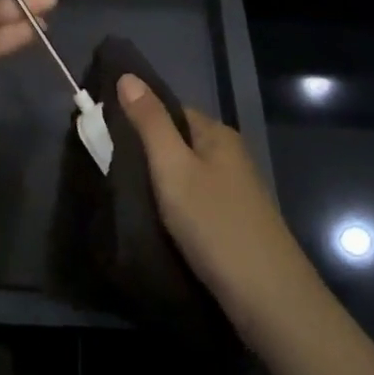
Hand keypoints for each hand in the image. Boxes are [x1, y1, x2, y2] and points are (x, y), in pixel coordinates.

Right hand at [116, 75, 317, 347]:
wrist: (270, 299)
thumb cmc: (216, 225)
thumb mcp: (173, 169)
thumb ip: (149, 122)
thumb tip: (127, 75)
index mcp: (217, 134)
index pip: (169, 110)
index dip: (136, 117)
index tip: (103, 135)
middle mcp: (229, 155)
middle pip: (177, 141)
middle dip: (145, 152)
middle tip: (108, 169)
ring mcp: (235, 191)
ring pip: (185, 174)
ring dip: (158, 182)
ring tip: (125, 197)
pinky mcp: (234, 223)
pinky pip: (195, 200)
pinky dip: (173, 206)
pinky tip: (156, 221)